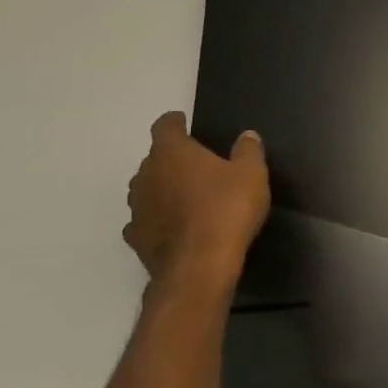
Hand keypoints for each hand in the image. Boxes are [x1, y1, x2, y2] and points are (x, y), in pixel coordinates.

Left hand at [123, 112, 270, 282]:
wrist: (199, 265)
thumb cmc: (227, 209)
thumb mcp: (252, 174)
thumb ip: (248, 151)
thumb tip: (247, 135)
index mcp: (172, 153)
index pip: (165, 126)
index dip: (175, 122)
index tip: (184, 121)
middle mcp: (146, 175)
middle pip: (155, 158)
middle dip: (172, 159)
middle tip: (197, 165)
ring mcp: (137, 208)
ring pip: (147, 189)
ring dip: (163, 188)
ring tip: (187, 196)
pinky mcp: (136, 237)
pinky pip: (146, 219)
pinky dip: (158, 218)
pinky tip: (174, 225)